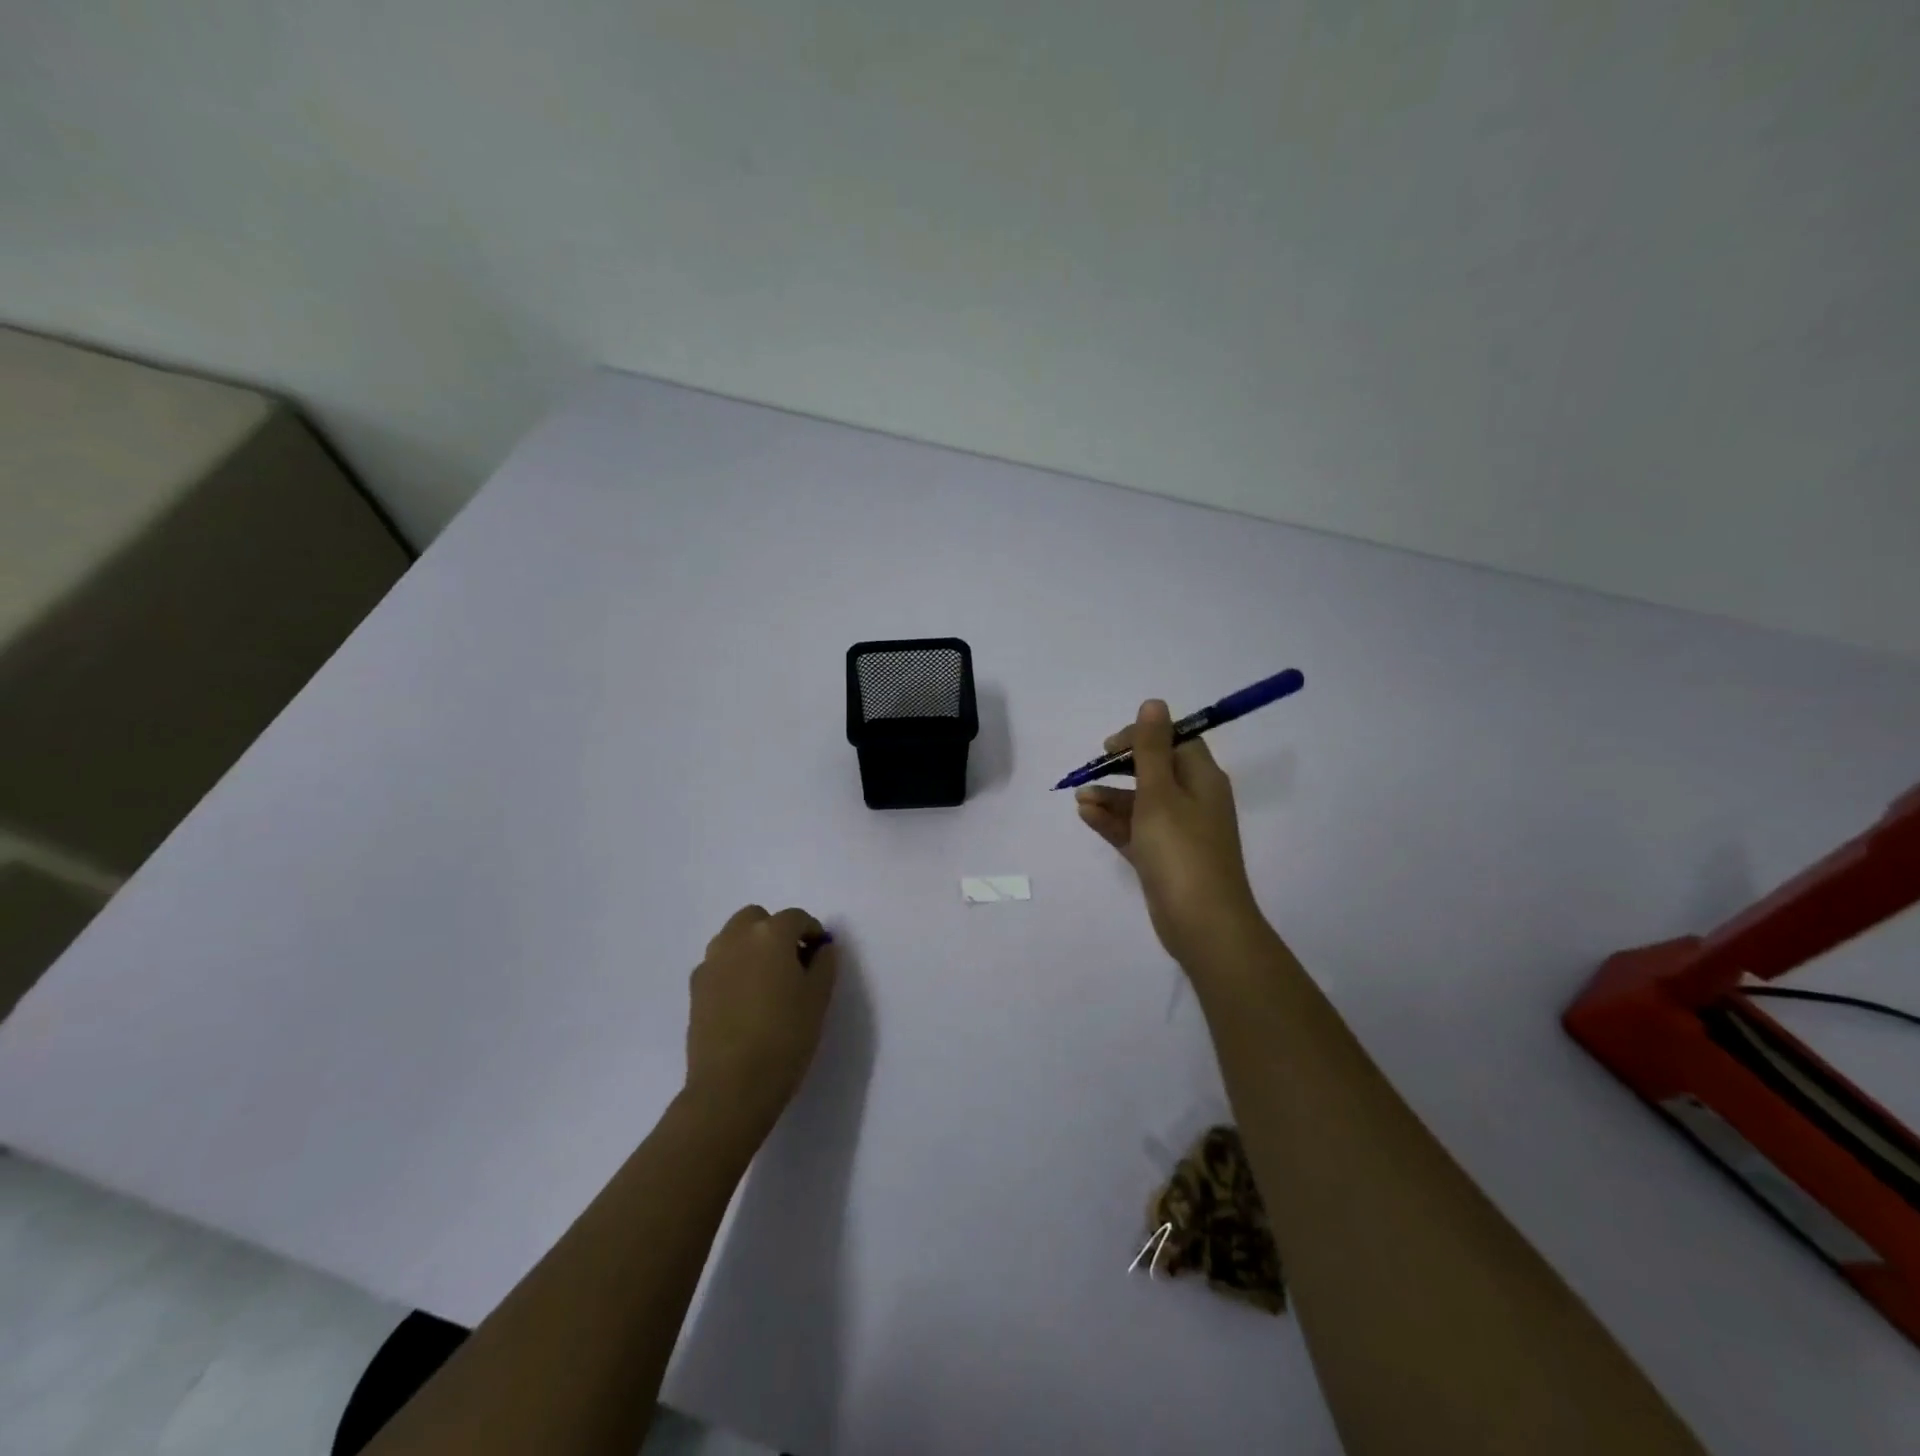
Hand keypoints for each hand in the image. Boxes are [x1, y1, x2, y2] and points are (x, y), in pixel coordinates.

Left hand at [684, 905, 838, 1135]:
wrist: (731, 1087)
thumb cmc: (785, 1037)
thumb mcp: (819, 998)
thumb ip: (824, 963)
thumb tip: (820, 947)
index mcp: (770, 935)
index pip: (796, 918)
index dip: (813, 933)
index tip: (821, 955)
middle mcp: (736, 938)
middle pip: (757, 919)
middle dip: (776, 932)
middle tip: (792, 963)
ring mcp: (710, 963)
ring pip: (734, 939)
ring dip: (752, 947)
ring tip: (768, 982)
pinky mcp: (695, 989)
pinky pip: (719, 964)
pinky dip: (734, 969)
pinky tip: (745, 1001)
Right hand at [1075, 699, 1264, 966]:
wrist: (1202, 923)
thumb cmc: (1181, 850)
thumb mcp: (1161, 793)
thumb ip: (1152, 748)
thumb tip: (1154, 703)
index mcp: (1202, 779)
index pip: (1175, 742)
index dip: (1142, 737)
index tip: (1110, 747)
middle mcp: (1194, 801)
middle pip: (1155, 772)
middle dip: (1120, 769)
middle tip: (1090, 771)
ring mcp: (1179, 833)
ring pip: (1141, 803)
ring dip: (1111, 797)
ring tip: (1079, 799)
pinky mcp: (1164, 859)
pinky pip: (1136, 831)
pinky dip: (1113, 821)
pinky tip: (1086, 815)